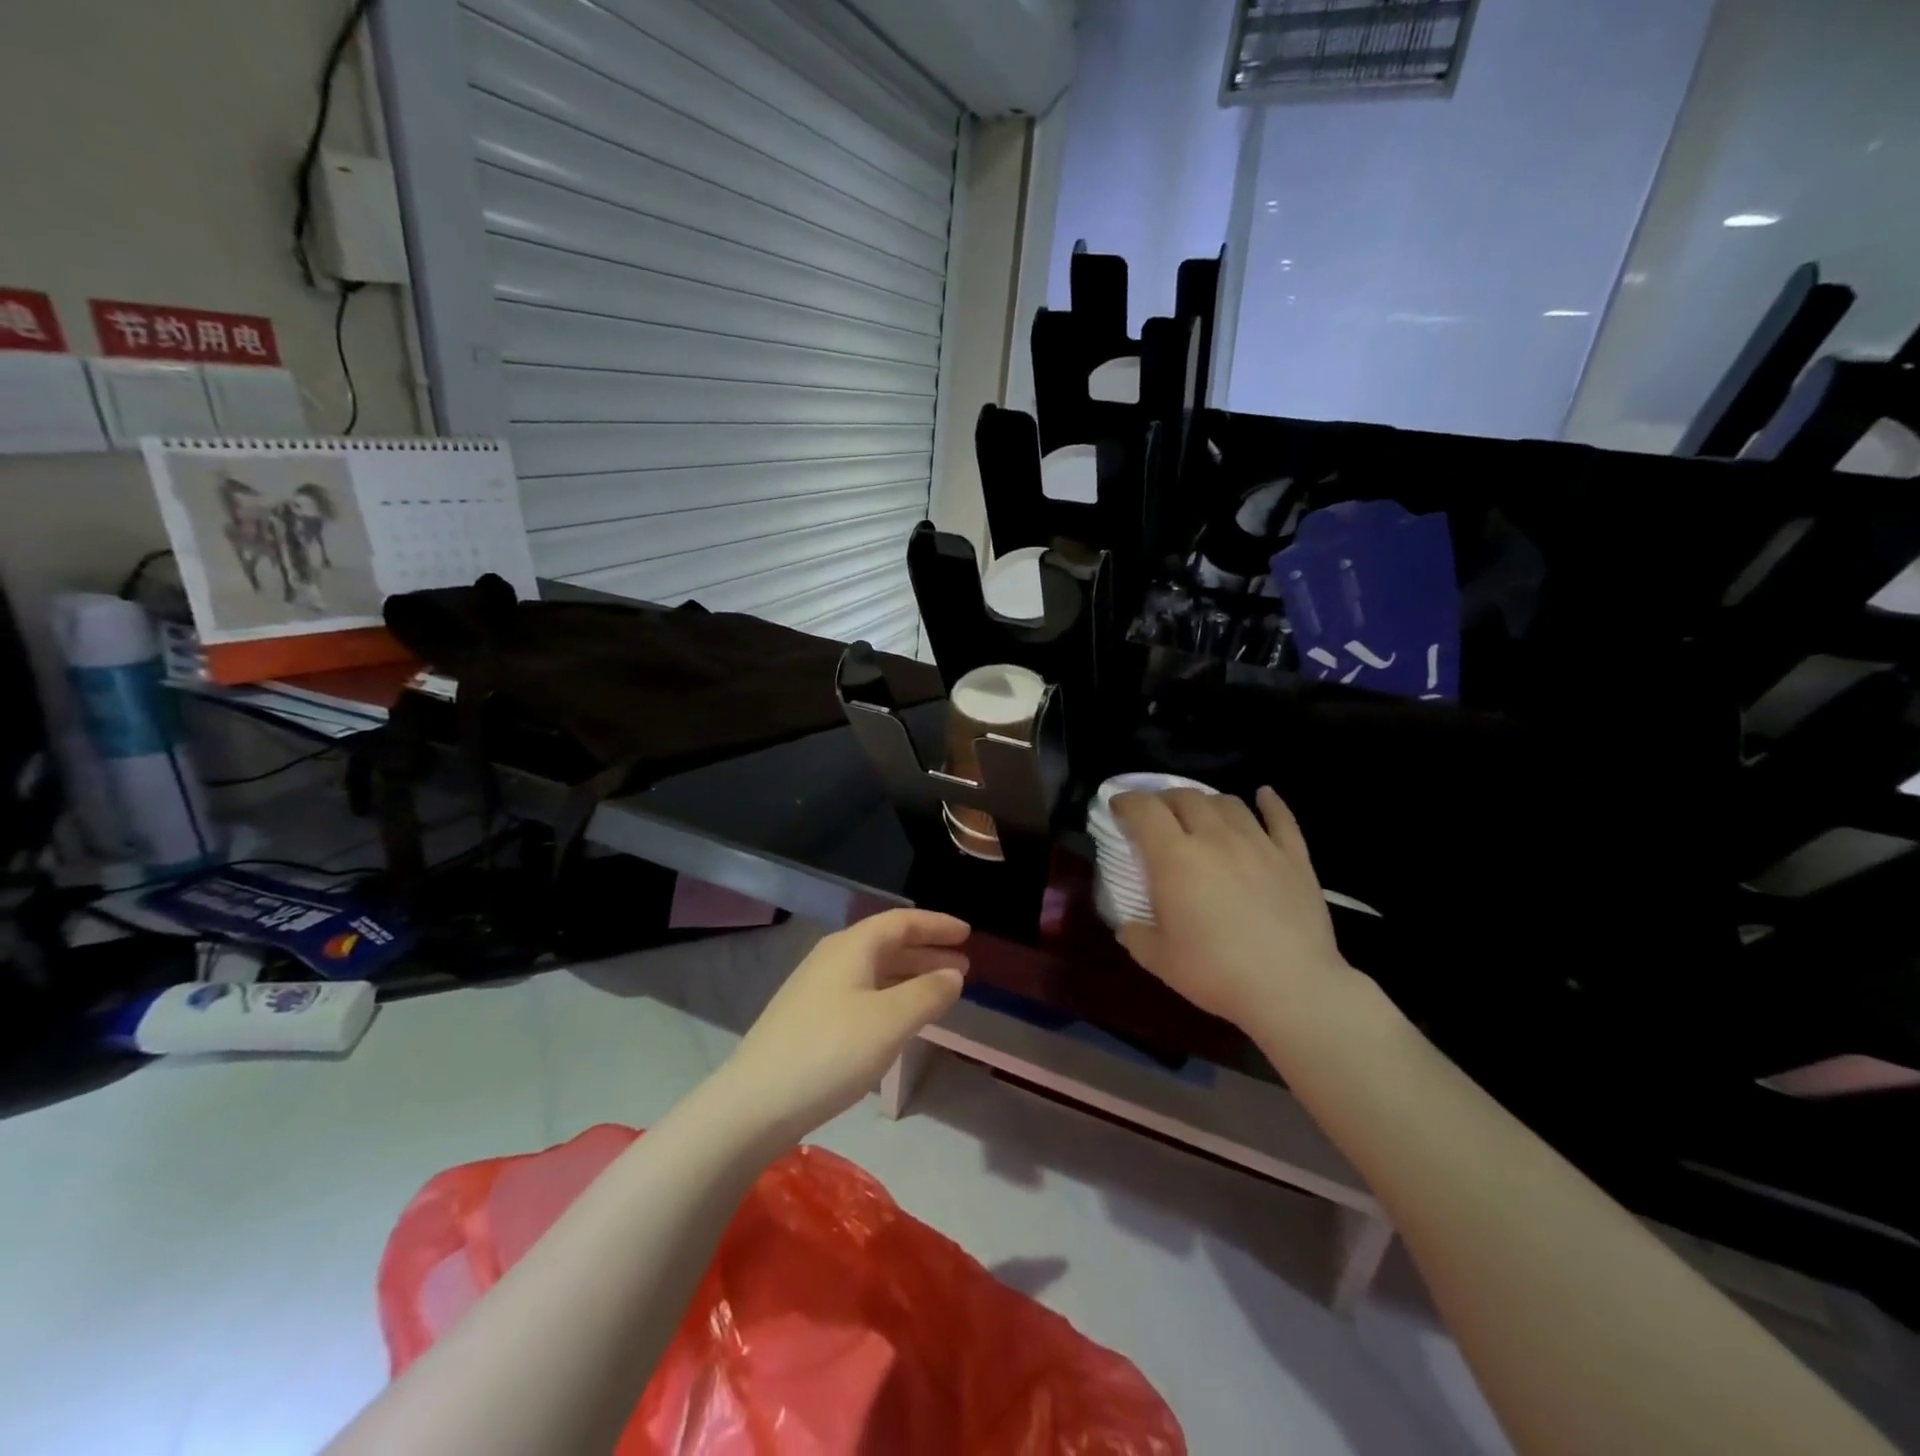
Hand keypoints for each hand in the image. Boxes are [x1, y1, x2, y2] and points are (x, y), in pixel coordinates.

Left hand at [719, 909, 968, 1139]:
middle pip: (887, 943)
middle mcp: (833, 957)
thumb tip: (954, 973)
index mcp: (852, 947)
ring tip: (941, 990)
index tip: (968, 934)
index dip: (937, 925)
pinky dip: (890, 995)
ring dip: (910, 975)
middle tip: (963, 965)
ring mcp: (816, 988)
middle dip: (927, 951)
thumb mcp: (890, 1021)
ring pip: (874, 969)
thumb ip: (928, 993)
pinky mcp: (808, 1018)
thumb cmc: (830, 1052)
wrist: (754, 1104)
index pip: (902, 922)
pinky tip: (900, 1019)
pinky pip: (862, 992)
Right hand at [1112, 786, 1354, 1030]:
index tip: (1118, 805)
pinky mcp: (1294, 857)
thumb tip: (1128, 926)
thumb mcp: (1159, 960)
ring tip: (1202, 812)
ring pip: (1228, 803)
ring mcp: (1258, 843)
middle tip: (1157, 814)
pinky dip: (1270, 803)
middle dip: (1165, 799)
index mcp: (1174, 858)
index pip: (1145, 810)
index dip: (1127, 800)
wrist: (1290, 989)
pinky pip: (1281, 818)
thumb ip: (1136, 936)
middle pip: (1186, 797)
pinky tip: (1264, 795)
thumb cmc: (1215, 973)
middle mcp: (1214, 838)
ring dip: (1208, 801)